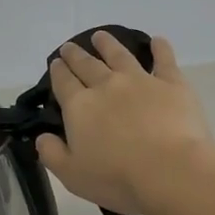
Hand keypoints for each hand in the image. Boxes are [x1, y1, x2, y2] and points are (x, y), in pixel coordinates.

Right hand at [35, 33, 214, 214]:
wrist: (170, 172)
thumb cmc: (118, 178)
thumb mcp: (72, 175)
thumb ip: (52, 154)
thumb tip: (42, 137)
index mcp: (80, 107)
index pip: (63, 82)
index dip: (58, 71)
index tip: (56, 63)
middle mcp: (106, 86)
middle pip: (87, 65)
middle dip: (76, 55)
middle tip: (70, 47)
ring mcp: (140, 81)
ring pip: (120, 55)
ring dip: (108, 44)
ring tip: (100, 36)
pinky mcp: (172, 84)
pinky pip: (164, 60)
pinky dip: (160, 48)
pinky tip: (157, 40)